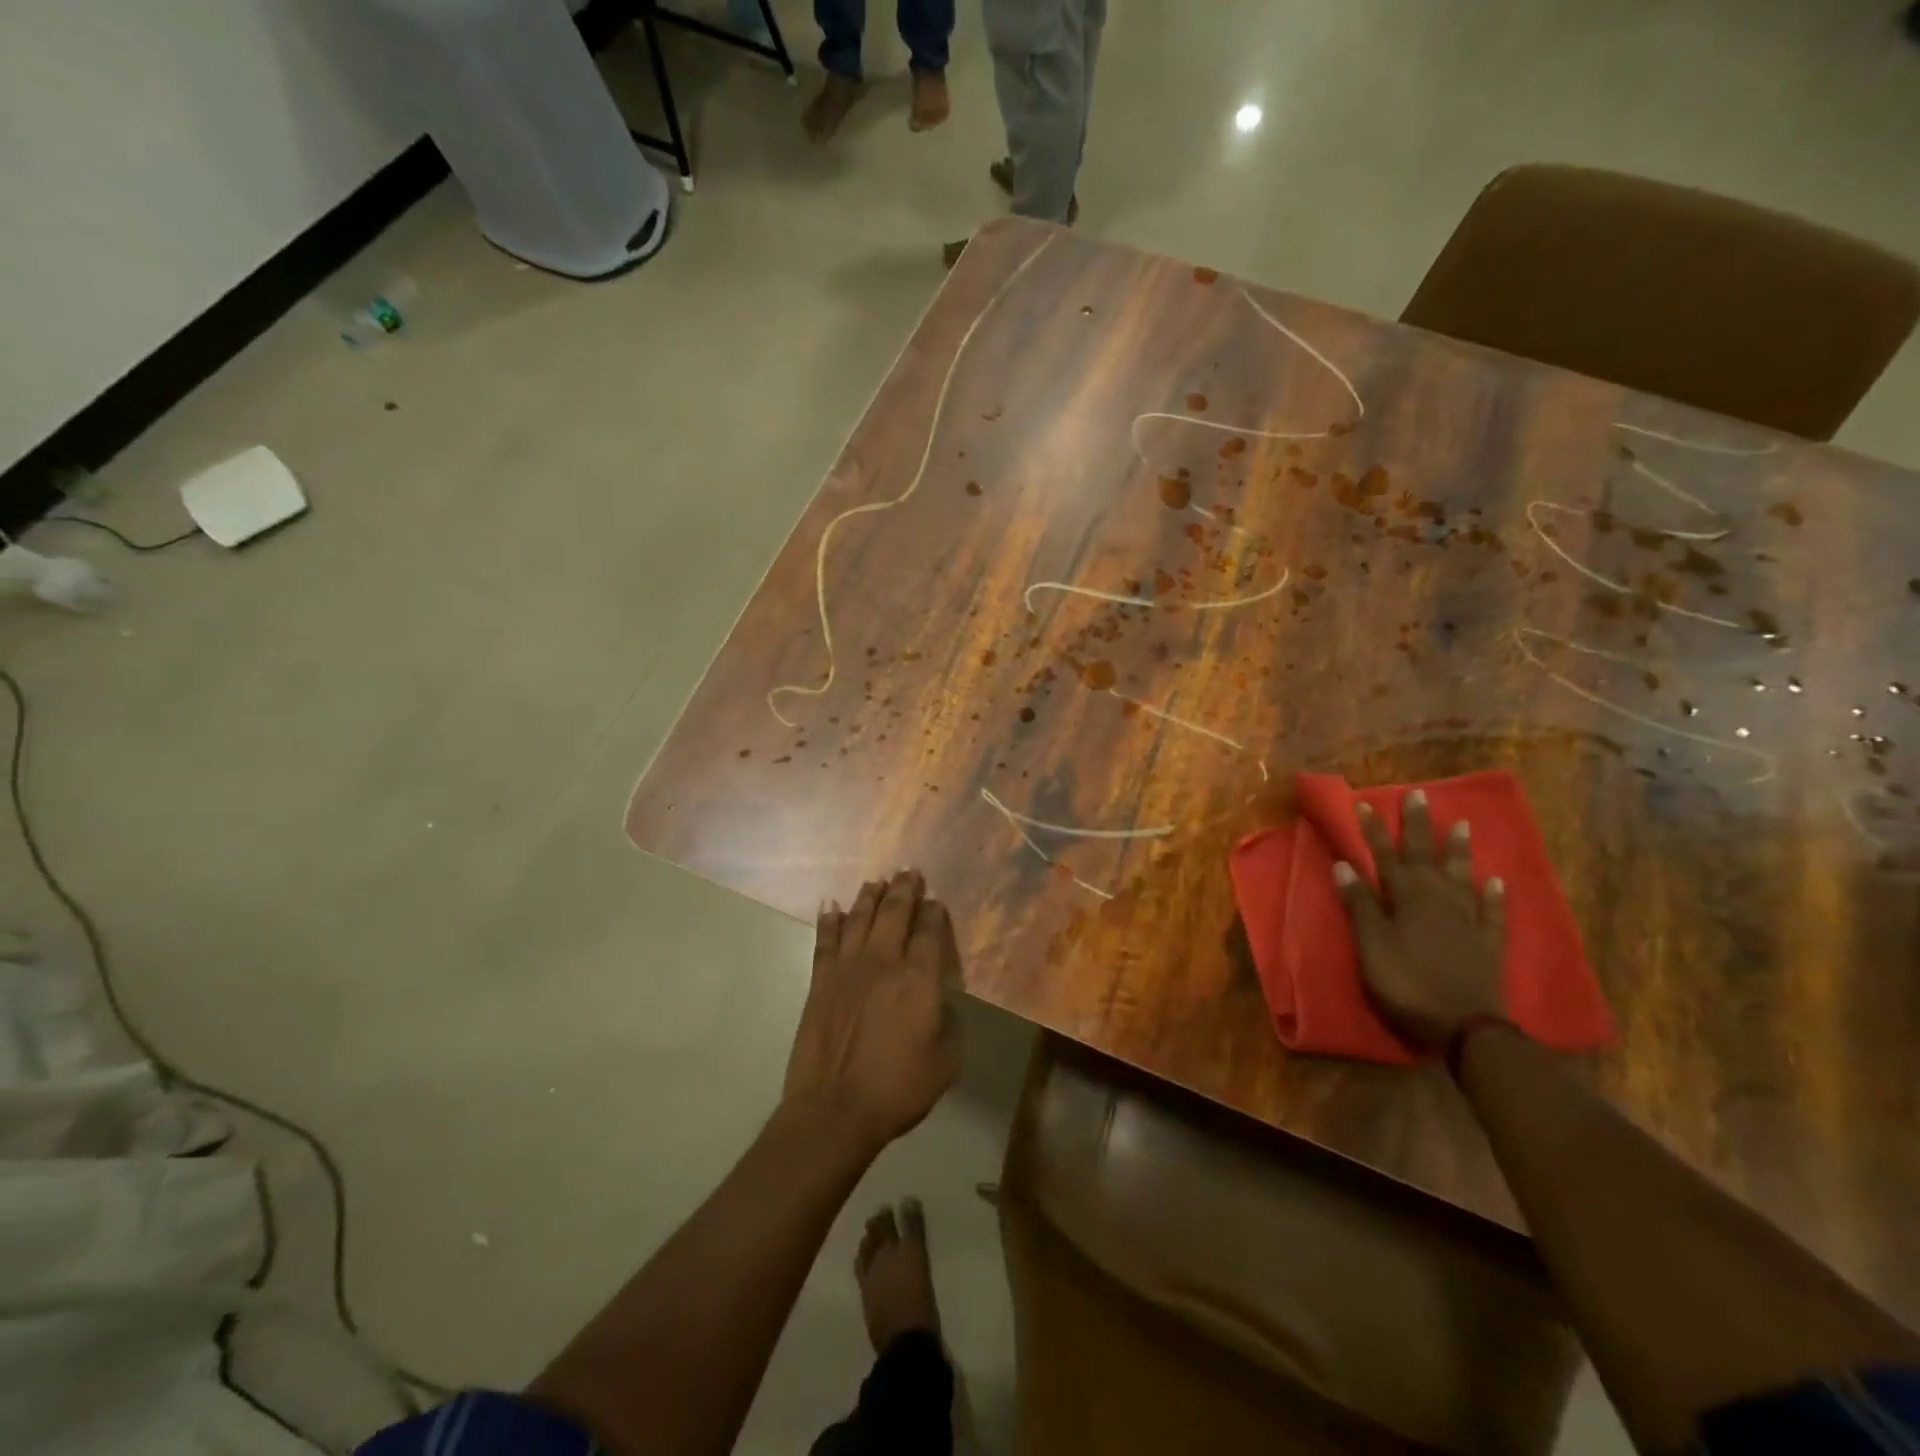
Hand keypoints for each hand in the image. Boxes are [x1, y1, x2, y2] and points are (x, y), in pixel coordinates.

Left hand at [783, 870, 961, 1155]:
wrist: (835, 1109)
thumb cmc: (898, 1088)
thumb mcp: (946, 1060)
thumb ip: (947, 1020)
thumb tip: (937, 999)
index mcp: (918, 979)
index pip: (929, 931)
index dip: (934, 912)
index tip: (936, 900)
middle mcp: (883, 962)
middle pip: (894, 913)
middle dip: (904, 889)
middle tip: (909, 871)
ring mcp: (847, 969)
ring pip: (859, 918)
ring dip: (869, 897)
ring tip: (876, 882)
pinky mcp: (820, 981)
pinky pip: (825, 940)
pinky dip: (828, 920)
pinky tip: (830, 906)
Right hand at [1332, 790, 1507, 1052]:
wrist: (1465, 1029)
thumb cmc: (1407, 985)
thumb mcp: (1371, 946)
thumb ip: (1359, 905)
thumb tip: (1345, 865)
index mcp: (1406, 899)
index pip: (1384, 856)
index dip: (1373, 830)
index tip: (1364, 803)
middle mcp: (1438, 900)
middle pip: (1425, 857)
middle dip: (1419, 826)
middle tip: (1420, 795)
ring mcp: (1467, 921)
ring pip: (1462, 876)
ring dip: (1459, 851)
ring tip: (1463, 824)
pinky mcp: (1488, 944)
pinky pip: (1492, 912)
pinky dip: (1494, 895)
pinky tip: (1498, 880)